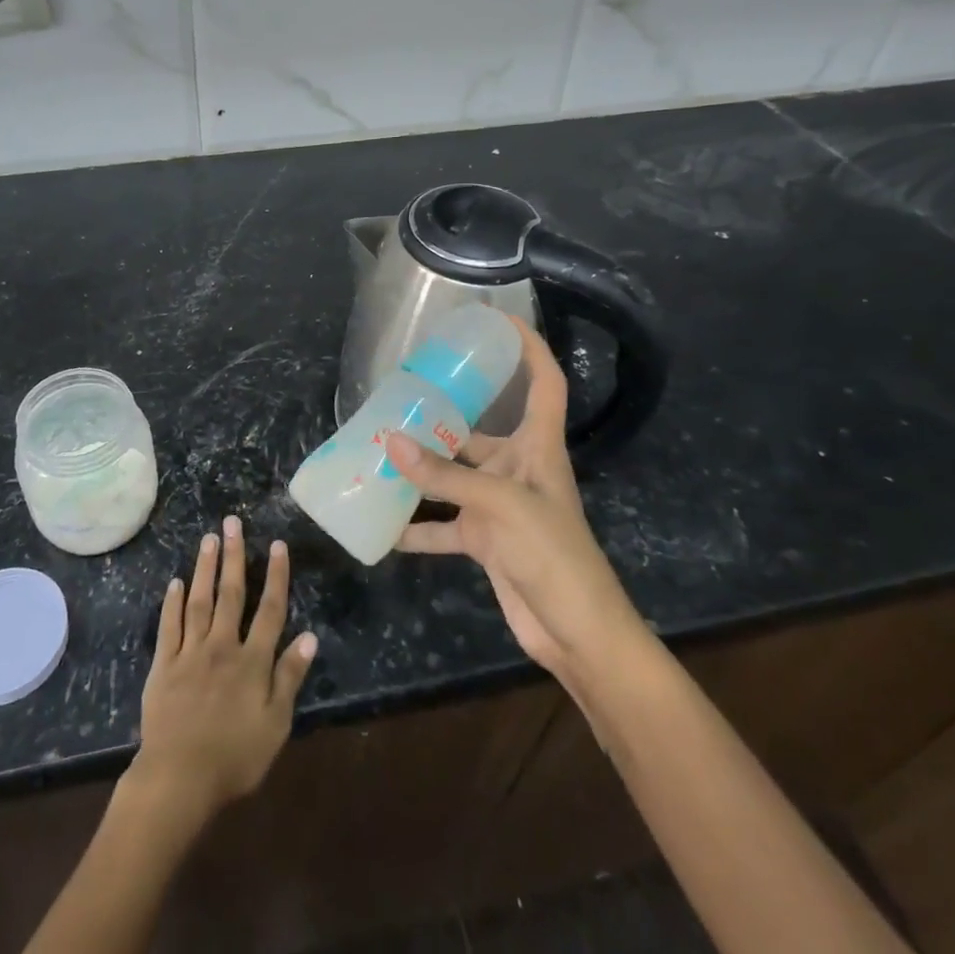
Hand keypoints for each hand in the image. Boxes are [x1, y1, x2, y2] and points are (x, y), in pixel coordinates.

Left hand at [128, 517, 317, 820]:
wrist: (179, 779)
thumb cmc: (234, 757)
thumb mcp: (275, 724)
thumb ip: (290, 678)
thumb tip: (309, 637)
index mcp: (252, 661)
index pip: (269, 610)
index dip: (276, 576)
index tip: (278, 545)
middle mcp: (222, 646)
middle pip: (230, 594)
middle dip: (234, 556)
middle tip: (233, 522)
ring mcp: (190, 653)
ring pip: (199, 601)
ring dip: (205, 568)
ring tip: (208, 538)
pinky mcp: (164, 665)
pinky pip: (170, 626)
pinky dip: (173, 602)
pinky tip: (176, 581)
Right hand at [386, 317, 640, 686]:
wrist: (577, 633)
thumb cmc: (553, 554)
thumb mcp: (499, 506)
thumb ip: (443, 476)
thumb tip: (389, 441)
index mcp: (538, 447)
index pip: (543, 382)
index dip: (529, 347)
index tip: (499, 319)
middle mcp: (517, 468)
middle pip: (478, 429)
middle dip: (442, 414)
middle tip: (399, 395)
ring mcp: (499, 505)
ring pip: (452, 476)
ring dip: (420, 470)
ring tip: (377, 451)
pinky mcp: (485, 540)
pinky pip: (443, 525)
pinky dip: (416, 526)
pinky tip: (382, 525)